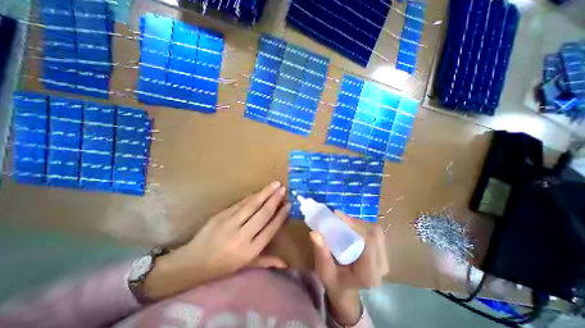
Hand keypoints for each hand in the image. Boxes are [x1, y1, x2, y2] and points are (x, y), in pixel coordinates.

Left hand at [143, 182, 288, 299]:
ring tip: (275, 184)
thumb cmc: (222, 266)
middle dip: (274, 200)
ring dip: (265, 193)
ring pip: (252, 205)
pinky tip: (259, 191)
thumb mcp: (245, 267)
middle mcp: (242, 237)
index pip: (270, 229)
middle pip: (262, 214)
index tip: (288, 205)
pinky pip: (240, 203)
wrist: (191, 263)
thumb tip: (285, 264)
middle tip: (283, 189)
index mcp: (249, 251)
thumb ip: (266, 262)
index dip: (281, 215)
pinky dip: (252, 196)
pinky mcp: (221, 216)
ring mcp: (230, 224)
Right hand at [310, 212, 386, 323]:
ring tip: (344, 221)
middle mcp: (381, 267)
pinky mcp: (382, 254)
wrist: (345, 291)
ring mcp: (384, 260)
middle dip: (356, 222)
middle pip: (375, 234)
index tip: (337, 214)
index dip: (355, 225)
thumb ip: (321, 253)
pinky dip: (363, 226)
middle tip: (339, 217)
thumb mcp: (324, 270)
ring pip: (377, 232)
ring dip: (360, 223)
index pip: (369, 242)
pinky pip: (376, 234)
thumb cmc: (334, 282)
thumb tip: (314, 233)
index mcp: (368, 274)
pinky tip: (351, 227)